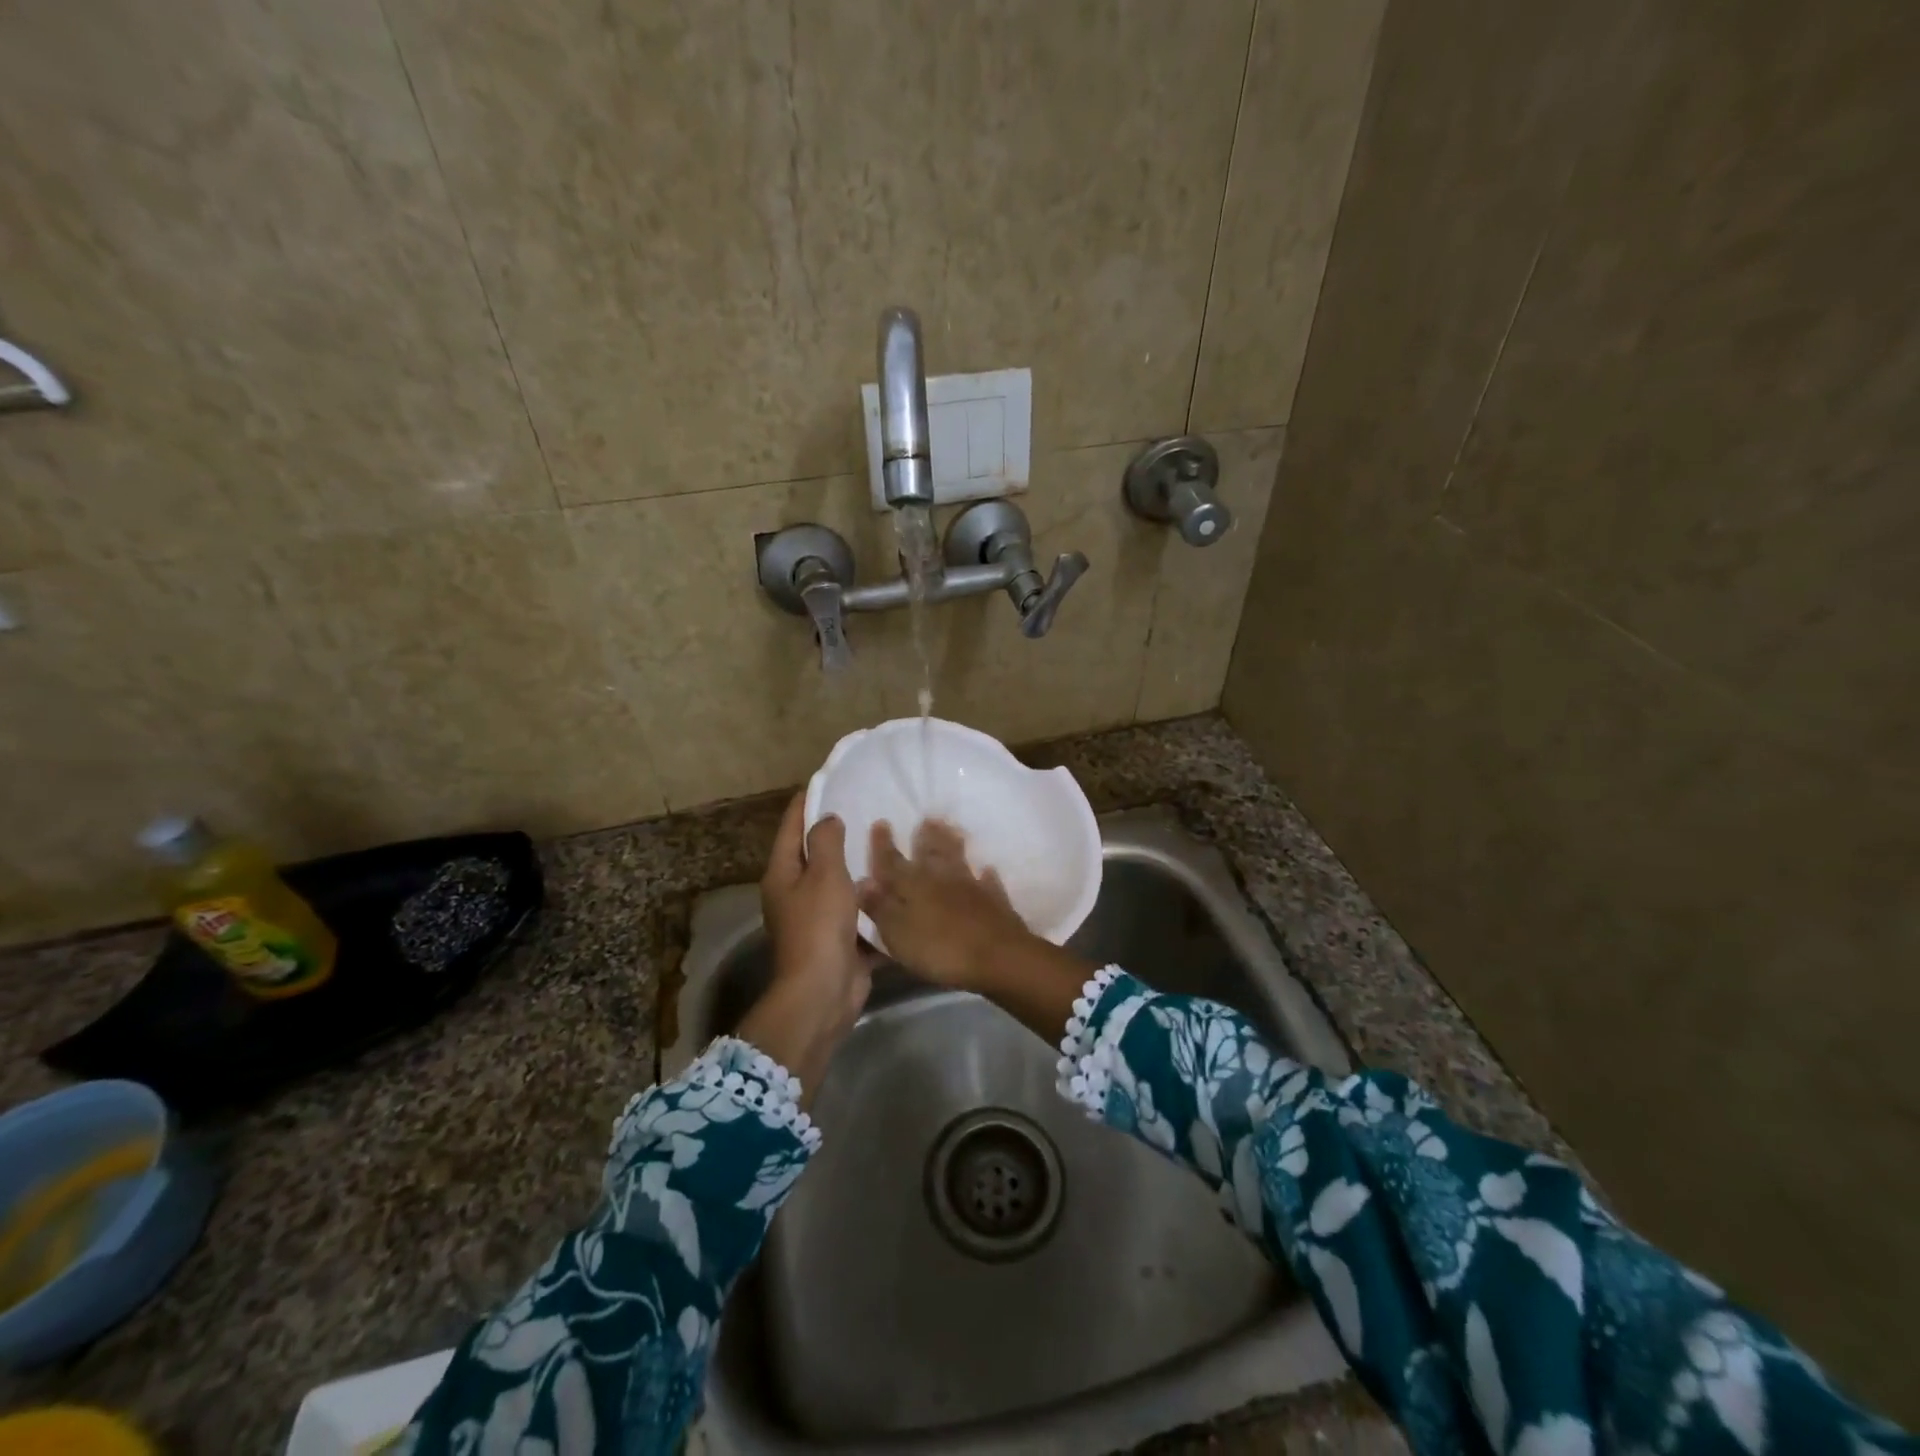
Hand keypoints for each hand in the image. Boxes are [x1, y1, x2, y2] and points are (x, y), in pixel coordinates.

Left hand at [740, 794, 875, 1100]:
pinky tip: (898, 883)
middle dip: (839, 833)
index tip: (829, 779)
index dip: (807, 802)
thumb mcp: (823, 875)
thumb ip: (826, 842)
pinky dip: (873, 900)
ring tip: (889, 841)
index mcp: (782, 873)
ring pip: (840, 883)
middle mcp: (795, 893)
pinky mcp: (840, 939)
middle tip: (868, 808)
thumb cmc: (819, 926)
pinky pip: (858, 912)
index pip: (791, 826)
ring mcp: (817, 919)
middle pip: (815, 854)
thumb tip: (828, 819)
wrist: (823, 992)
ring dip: (860, 867)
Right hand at [857, 819, 1033, 992]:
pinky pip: (988, 883)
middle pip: (930, 854)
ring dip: (953, 844)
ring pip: (959, 860)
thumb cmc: (939, 949)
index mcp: (912, 886)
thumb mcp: (898, 933)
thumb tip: (861, 881)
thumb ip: (880, 907)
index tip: (881, 822)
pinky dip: (986, 876)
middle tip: (926, 819)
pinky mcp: (995, 902)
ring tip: (952, 829)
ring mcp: (971, 888)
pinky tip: (987, 870)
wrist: (997, 957)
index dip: (883, 845)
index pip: (892, 862)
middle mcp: (941, 879)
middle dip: (925, 837)